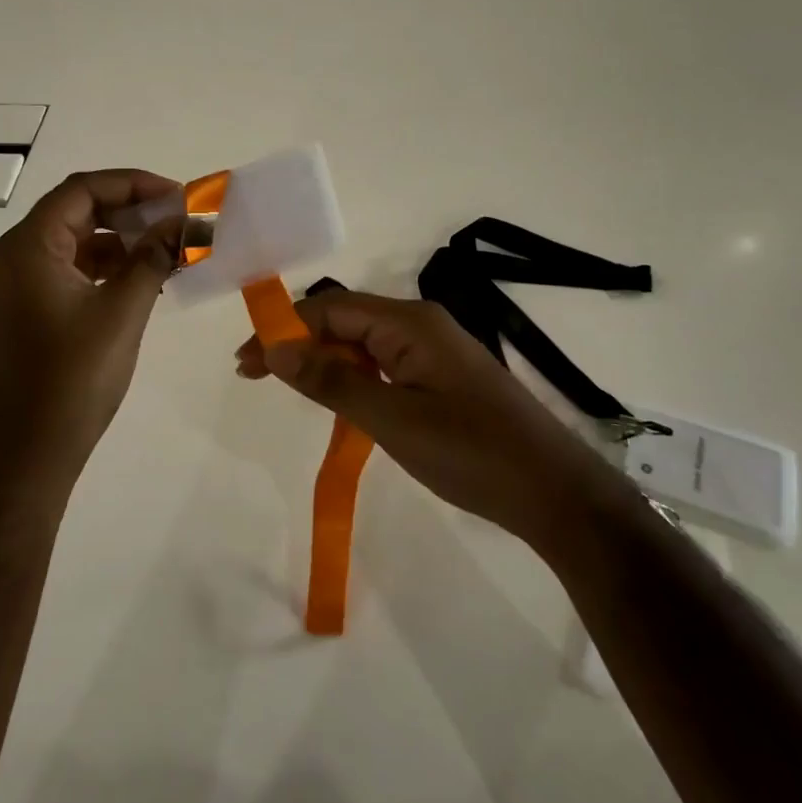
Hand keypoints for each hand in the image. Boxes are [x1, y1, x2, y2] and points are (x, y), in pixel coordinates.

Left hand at [0, 169, 181, 479]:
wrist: (23, 457)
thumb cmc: (71, 380)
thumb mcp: (121, 313)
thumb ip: (152, 259)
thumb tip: (183, 222)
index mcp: (30, 246)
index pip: (84, 189)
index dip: (134, 184)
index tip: (179, 197)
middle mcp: (17, 257)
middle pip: (78, 212)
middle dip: (131, 211)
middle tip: (178, 221)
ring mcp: (20, 287)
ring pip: (76, 244)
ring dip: (121, 242)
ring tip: (168, 251)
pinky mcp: (29, 313)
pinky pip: (71, 273)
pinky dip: (107, 270)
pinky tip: (142, 282)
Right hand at [235, 290, 604, 540]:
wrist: (555, 493)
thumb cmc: (471, 452)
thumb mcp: (392, 419)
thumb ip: (332, 381)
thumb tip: (275, 349)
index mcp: (410, 323)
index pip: (330, 309)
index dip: (283, 330)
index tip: (245, 364)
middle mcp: (421, 325)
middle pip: (345, 321)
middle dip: (298, 344)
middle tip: (255, 377)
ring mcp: (435, 351)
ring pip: (363, 344)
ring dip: (323, 361)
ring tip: (287, 387)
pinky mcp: (443, 377)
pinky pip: (384, 364)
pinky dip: (352, 378)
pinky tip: (337, 399)